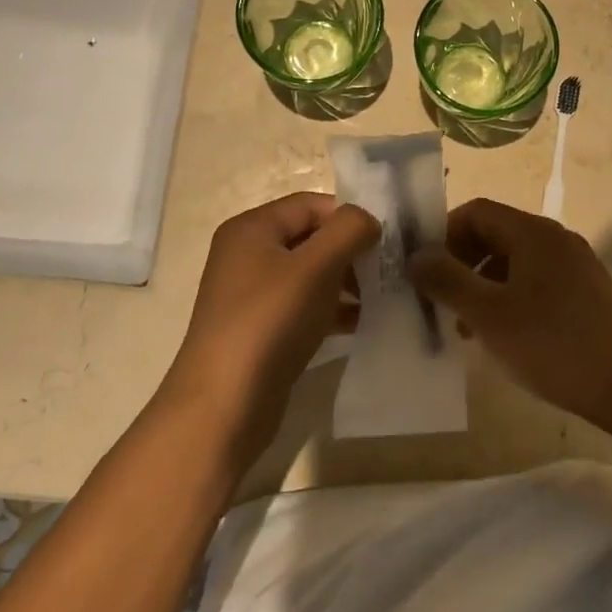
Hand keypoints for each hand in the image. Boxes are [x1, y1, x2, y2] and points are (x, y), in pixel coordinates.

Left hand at [161, 192, 378, 468]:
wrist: (223, 406)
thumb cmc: (269, 322)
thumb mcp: (315, 267)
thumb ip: (349, 231)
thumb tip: (369, 220)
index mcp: (252, 228)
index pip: (312, 204)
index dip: (349, 217)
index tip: (386, 241)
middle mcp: (248, 254)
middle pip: (312, 238)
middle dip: (351, 251)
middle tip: (388, 270)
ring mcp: (253, 294)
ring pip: (311, 274)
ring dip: (346, 282)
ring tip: (382, 297)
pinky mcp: (262, 329)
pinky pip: (304, 306)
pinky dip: (333, 310)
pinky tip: (362, 323)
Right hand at [407, 198, 611, 433]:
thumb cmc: (553, 345)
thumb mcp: (488, 314)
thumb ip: (447, 280)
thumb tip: (416, 257)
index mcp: (533, 232)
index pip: (476, 211)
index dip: (443, 234)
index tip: (425, 271)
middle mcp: (555, 238)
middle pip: (494, 233)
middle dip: (461, 262)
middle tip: (439, 300)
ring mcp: (575, 265)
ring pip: (514, 260)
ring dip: (482, 284)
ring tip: (465, 326)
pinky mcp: (586, 292)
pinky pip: (535, 280)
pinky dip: (509, 297)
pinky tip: (501, 334)